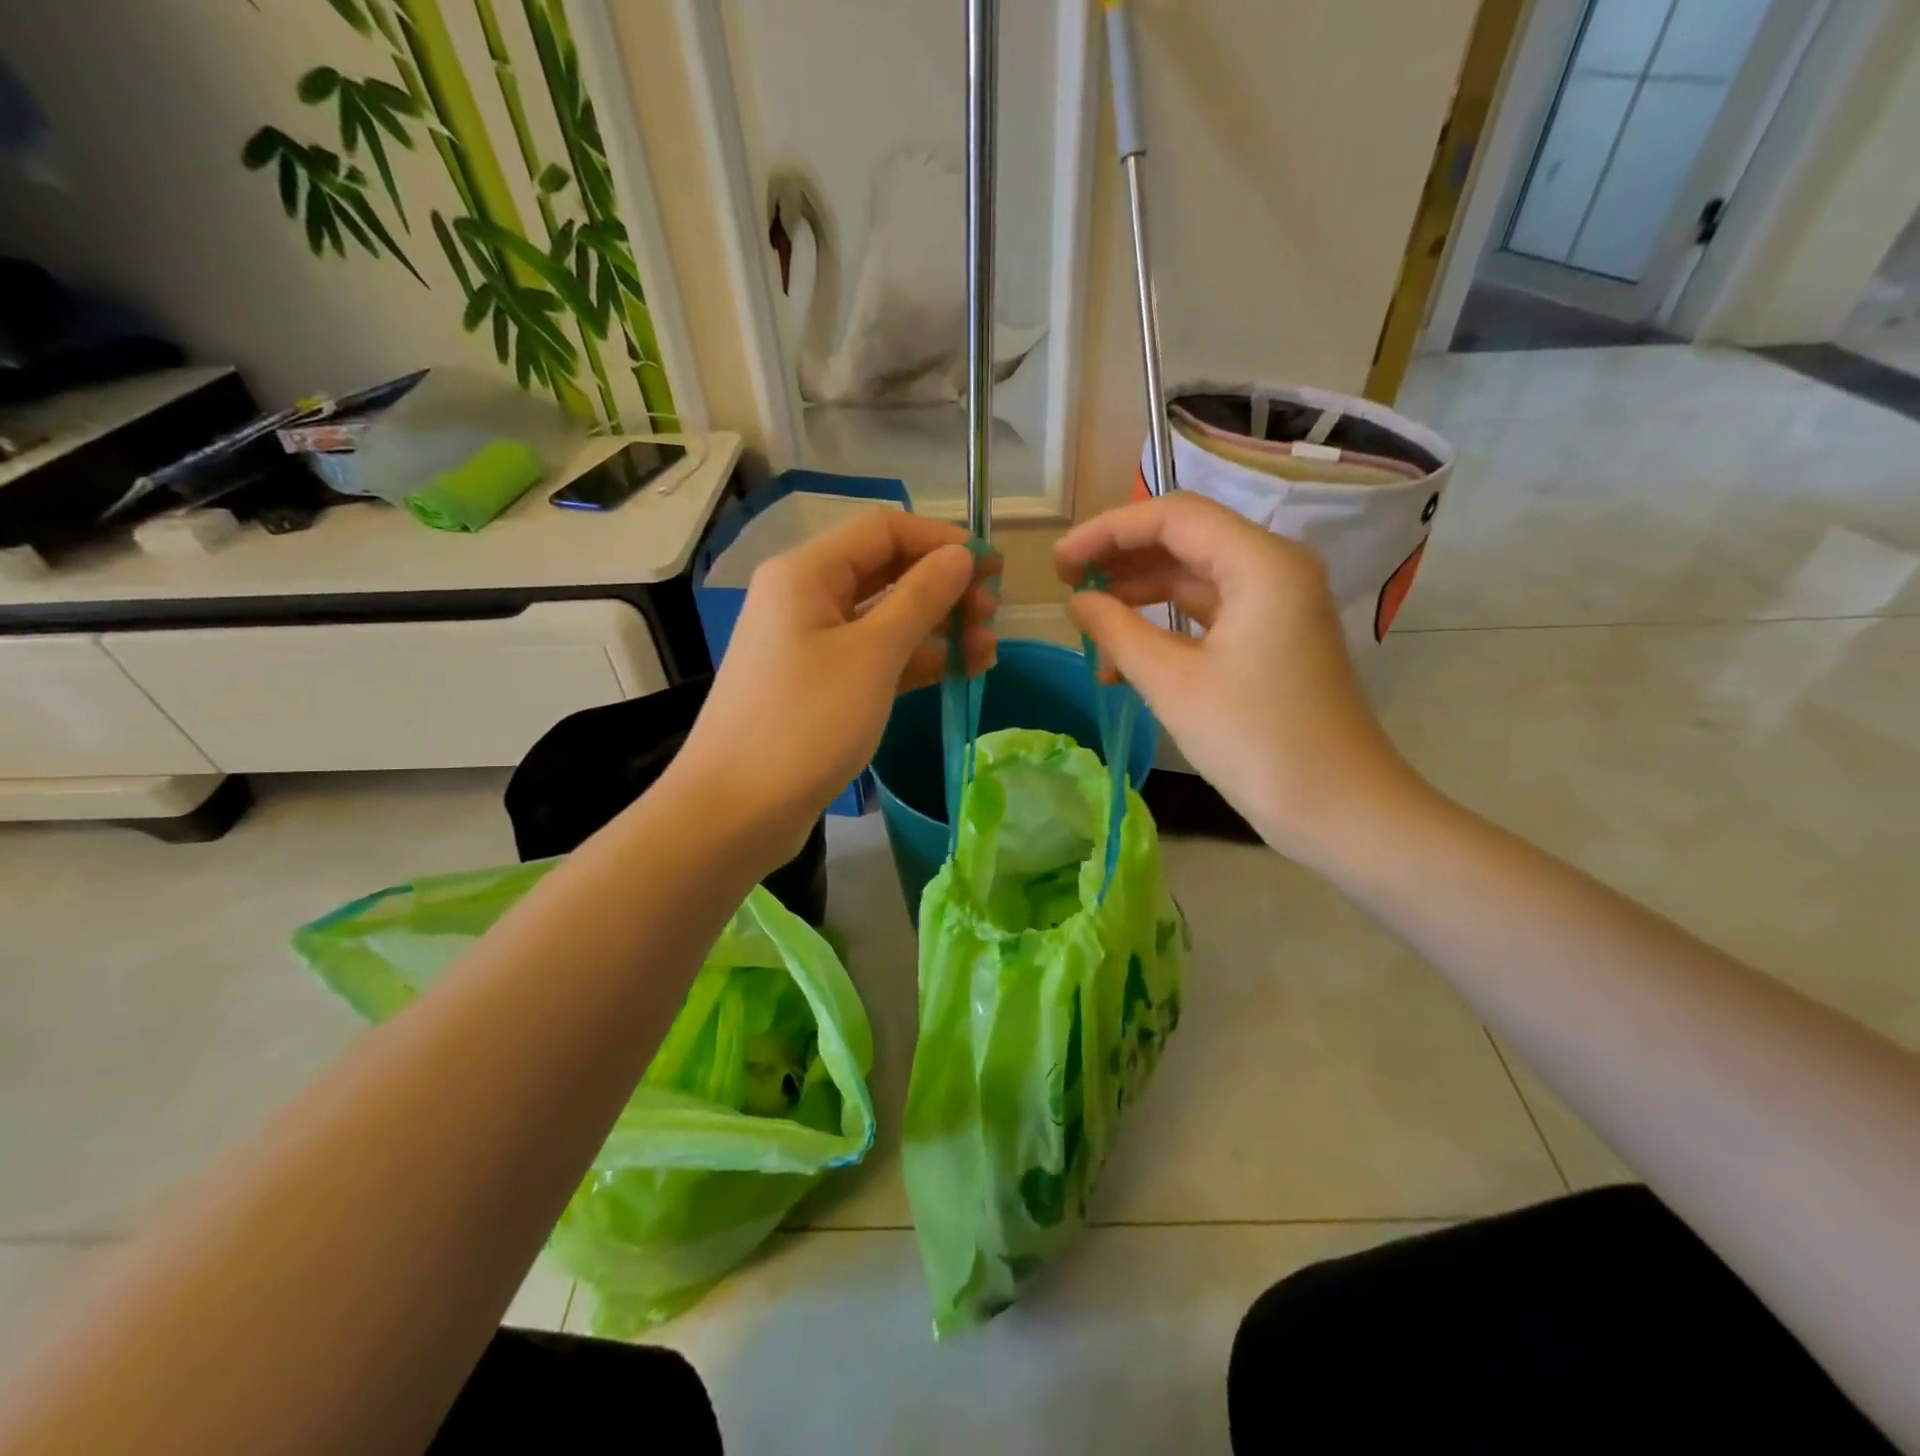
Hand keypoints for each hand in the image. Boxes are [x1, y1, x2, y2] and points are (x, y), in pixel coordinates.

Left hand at [674, 508, 996, 863]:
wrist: (736, 811)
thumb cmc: (805, 723)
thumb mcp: (872, 656)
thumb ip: (920, 599)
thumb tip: (959, 556)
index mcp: (807, 573)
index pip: (884, 530)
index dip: (942, 541)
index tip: (993, 568)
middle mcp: (805, 598)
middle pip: (886, 572)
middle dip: (944, 588)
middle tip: (992, 616)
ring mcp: (811, 644)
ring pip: (885, 619)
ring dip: (937, 628)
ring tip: (986, 652)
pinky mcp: (820, 686)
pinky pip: (875, 658)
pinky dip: (914, 661)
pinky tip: (957, 672)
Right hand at [1055, 493, 1425, 863]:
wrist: (1337, 807)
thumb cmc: (1254, 740)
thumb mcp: (1172, 683)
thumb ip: (1117, 631)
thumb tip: (1078, 602)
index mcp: (1261, 563)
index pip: (1172, 517)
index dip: (1108, 531)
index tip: (1059, 562)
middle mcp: (1273, 569)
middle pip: (1184, 540)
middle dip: (1120, 558)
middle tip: (1066, 585)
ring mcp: (1275, 605)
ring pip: (1193, 578)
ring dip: (1137, 595)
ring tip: (1086, 621)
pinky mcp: (1270, 638)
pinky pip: (1207, 614)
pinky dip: (1163, 627)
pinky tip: (1122, 658)